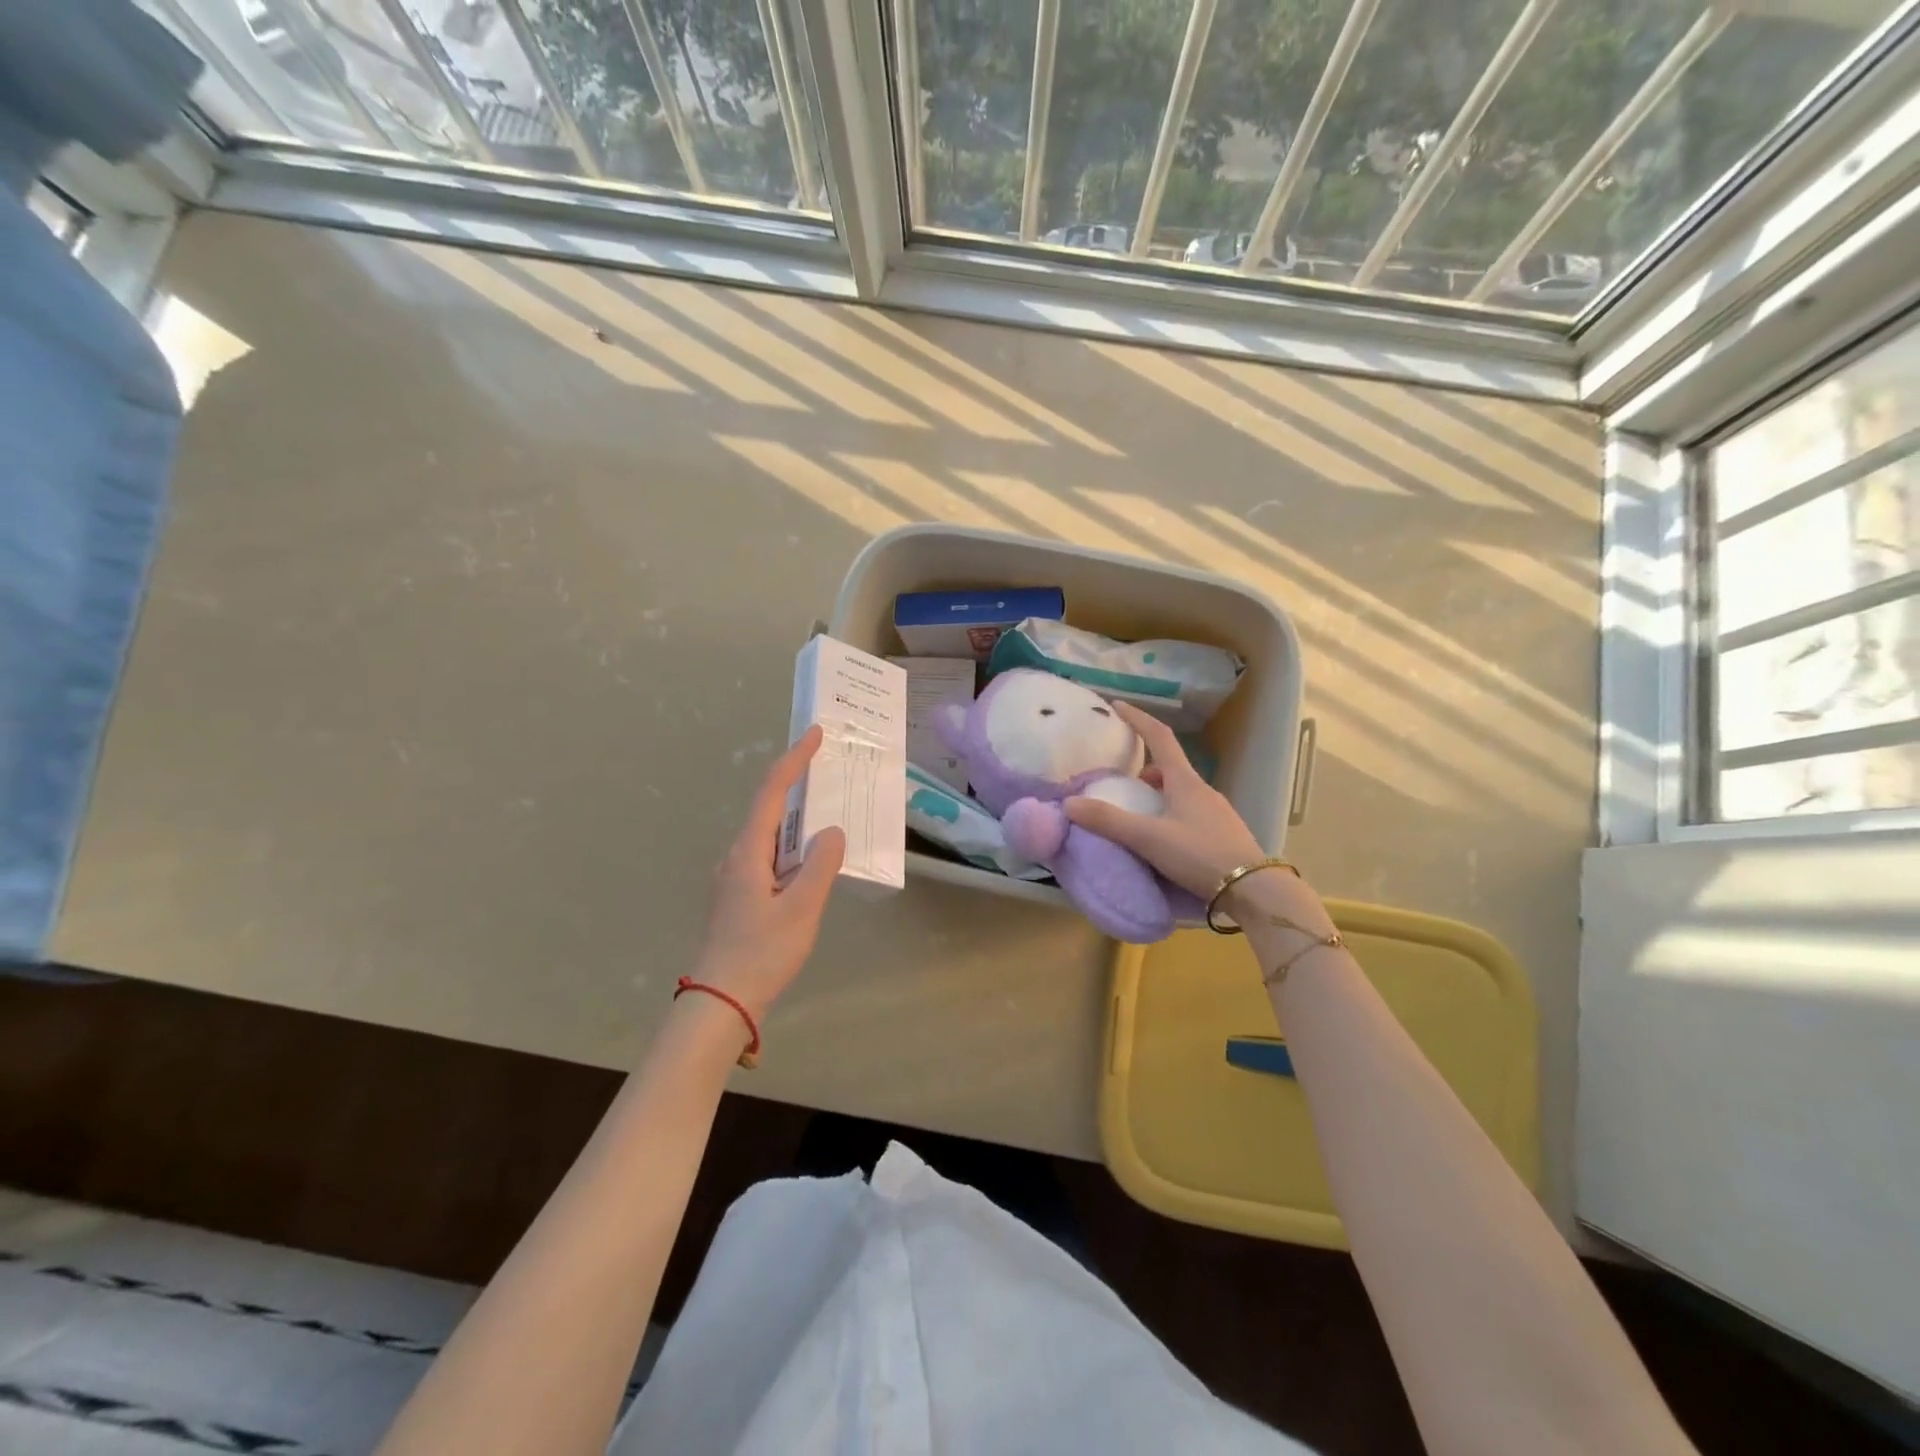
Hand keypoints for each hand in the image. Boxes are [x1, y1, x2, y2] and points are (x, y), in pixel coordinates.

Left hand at [691, 726, 844, 1019]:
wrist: (720, 1004)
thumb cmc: (761, 953)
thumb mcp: (801, 909)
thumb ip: (820, 866)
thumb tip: (831, 833)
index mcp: (748, 853)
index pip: (771, 793)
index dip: (793, 761)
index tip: (814, 735)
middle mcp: (737, 858)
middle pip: (769, 811)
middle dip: (798, 787)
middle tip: (830, 774)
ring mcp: (736, 880)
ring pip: (771, 839)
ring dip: (798, 824)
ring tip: (829, 818)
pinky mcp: (741, 899)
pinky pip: (771, 861)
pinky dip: (794, 851)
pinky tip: (812, 867)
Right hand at [1063, 701, 1263, 898]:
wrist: (1254, 890)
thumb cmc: (1200, 855)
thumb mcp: (1149, 838)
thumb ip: (1109, 821)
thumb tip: (1069, 803)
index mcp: (1185, 781)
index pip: (1159, 737)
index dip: (1138, 719)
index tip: (1117, 706)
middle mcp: (1203, 790)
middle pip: (1170, 767)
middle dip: (1144, 769)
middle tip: (1122, 783)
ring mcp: (1216, 813)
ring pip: (1181, 792)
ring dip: (1158, 794)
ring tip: (1138, 815)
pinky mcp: (1223, 834)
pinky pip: (1191, 813)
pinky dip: (1171, 814)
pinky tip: (1164, 839)